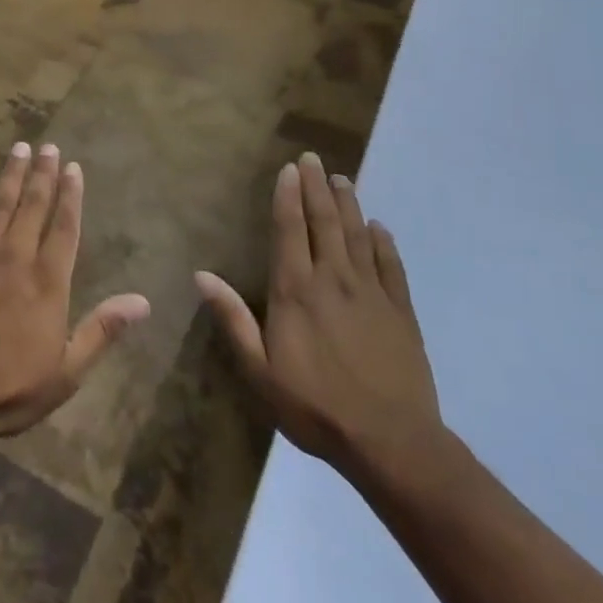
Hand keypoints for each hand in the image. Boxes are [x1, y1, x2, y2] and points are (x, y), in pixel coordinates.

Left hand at [0, 142, 150, 442]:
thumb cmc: (10, 388)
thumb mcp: (67, 371)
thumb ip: (102, 330)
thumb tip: (143, 301)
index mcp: (48, 281)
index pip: (65, 227)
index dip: (71, 195)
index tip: (73, 167)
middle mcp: (16, 257)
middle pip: (33, 205)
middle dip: (42, 174)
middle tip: (47, 146)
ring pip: (0, 204)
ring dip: (11, 174)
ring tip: (19, 148)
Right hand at [197, 153, 439, 476]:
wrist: (391, 443)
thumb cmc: (315, 406)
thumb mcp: (260, 370)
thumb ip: (233, 319)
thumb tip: (201, 275)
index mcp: (296, 290)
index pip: (290, 229)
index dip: (288, 196)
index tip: (289, 168)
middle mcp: (333, 279)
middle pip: (325, 222)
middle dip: (317, 187)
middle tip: (313, 159)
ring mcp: (372, 293)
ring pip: (358, 236)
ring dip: (348, 204)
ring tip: (342, 179)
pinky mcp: (401, 312)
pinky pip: (392, 266)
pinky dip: (384, 242)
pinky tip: (380, 227)